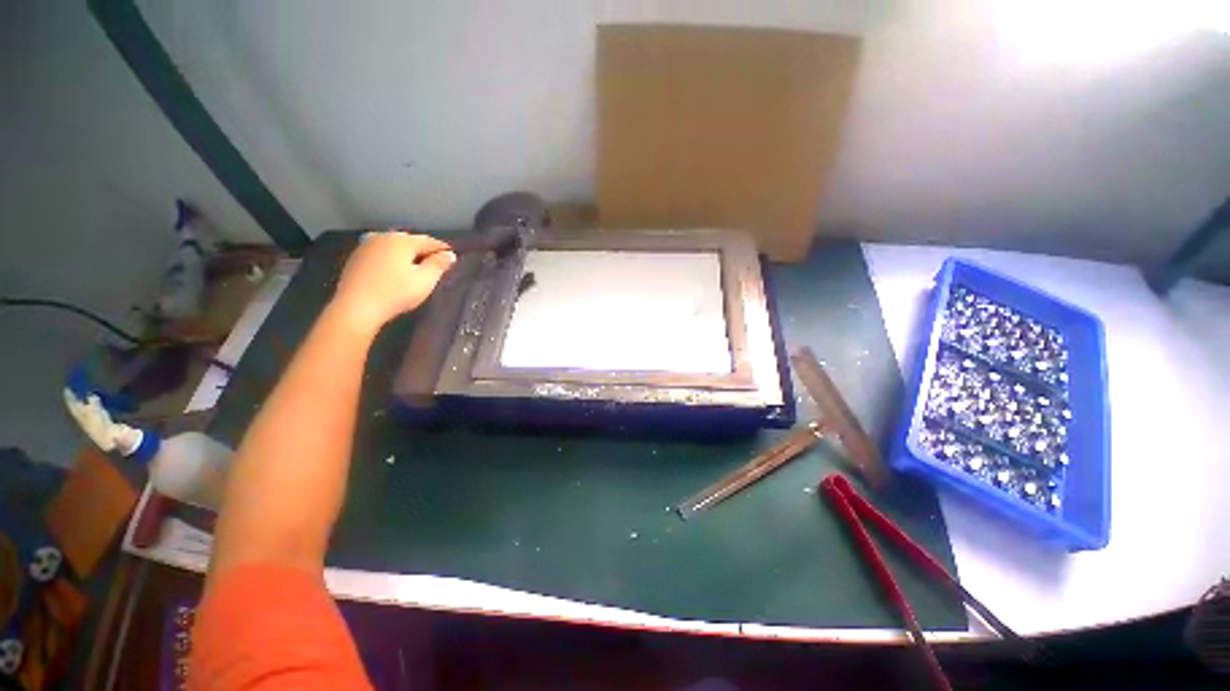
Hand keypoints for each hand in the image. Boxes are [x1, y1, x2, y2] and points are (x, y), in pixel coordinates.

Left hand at [331, 230, 455, 329]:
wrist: (357, 307)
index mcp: (402, 240)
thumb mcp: (425, 280)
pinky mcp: (356, 258)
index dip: (442, 249)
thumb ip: (439, 265)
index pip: (429, 241)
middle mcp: (383, 237)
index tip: (452, 257)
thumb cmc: (396, 293)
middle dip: (423, 251)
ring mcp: (366, 246)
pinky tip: (396, 271)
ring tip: (417, 268)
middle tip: (436, 263)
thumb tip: (449, 254)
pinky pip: (381, 254)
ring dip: (407, 255)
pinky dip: (392, 259)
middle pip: (410, 241)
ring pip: (394, 246)